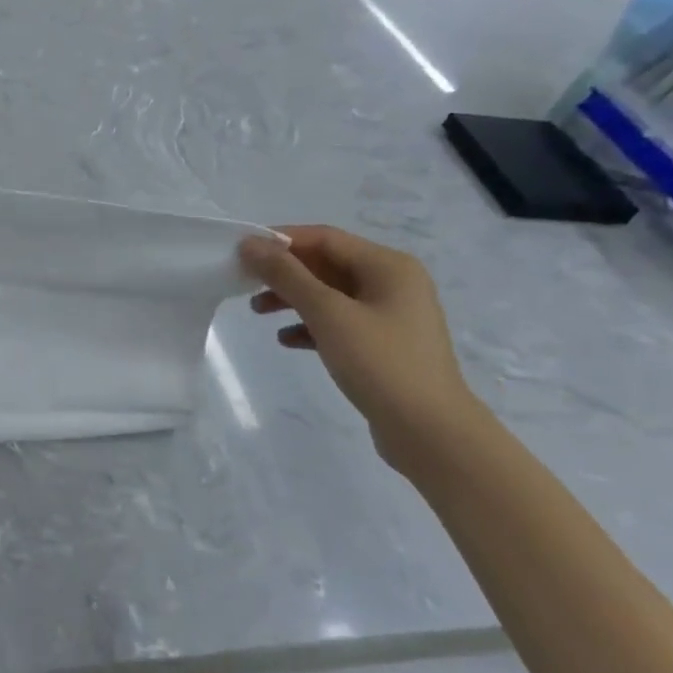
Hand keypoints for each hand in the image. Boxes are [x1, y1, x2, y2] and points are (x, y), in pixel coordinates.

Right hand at [240, 225, 489, 471]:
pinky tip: (286, 340)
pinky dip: (310, 326)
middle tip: (244, 283)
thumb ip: (286, 275)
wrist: (431, 434)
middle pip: (326, 264)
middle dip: (284, 273)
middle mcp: (393, 283)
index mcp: (388, 266)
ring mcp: (390, 316)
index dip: (280, 239)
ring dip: (292, 299)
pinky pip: (339, 322)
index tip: (242, 251)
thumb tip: (250, 243)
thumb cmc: (380, 363)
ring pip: (329, 294)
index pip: (324, 238)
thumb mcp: (327, 314)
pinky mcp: (384, 345)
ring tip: (258, 312)